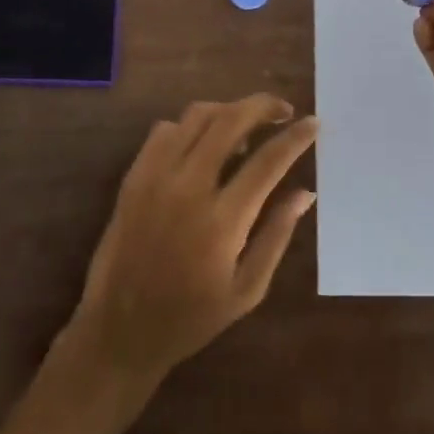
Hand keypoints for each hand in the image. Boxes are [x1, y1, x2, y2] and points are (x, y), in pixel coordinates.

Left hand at [64, 95, 318, 388]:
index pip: (267, 162)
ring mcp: (156, 175)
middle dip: (262, 106)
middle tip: (283, 110)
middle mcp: (188, 187)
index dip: (295, 138)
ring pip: (197, 115)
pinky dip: (191, 126)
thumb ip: (277, 235)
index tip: (314, 123)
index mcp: (222, 221)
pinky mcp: (134, 173)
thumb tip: (305, 192)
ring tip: (246, 127)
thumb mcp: (247, 290)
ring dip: (228, 111)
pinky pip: (166, 129)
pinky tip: (203, 145)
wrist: (120, 327)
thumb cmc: (191, 317)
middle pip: (230, 121)